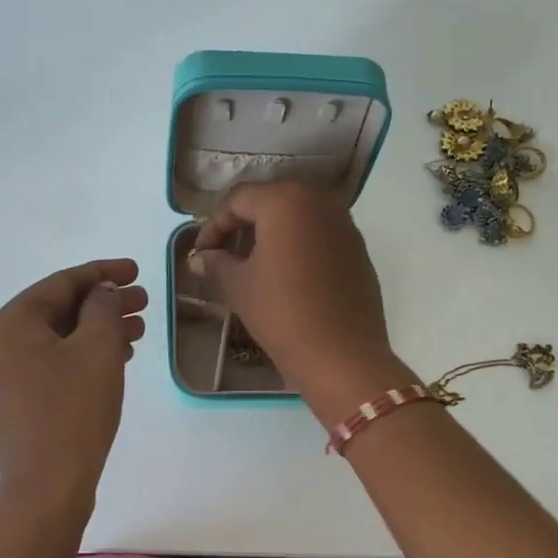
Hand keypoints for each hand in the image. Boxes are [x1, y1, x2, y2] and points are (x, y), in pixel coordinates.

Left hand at [0, 258, 146, 513]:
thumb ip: (103, 308)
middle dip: (103, 302)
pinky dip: (85, 354)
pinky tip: (118, 357)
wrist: (47, 487)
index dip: (103, 272)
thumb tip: (102, 292)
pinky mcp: (18, 401)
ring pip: (59, 337)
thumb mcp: (97, 349)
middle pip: (58, 309)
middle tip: (144, 301)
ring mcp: (6, 375)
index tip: (137, 271)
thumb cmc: (73, 410)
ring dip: (98, 329)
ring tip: (139, 329)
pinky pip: (54, 362)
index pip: (61, 282)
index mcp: (11, 323)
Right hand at [188, 182, 408, 409]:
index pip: (238, 200)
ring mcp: (344, 226)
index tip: (201, 255)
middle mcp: (319, 202)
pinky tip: (285, 279)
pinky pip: (318, 238)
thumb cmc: (282, 313)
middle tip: (223, 256)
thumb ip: (216, 264)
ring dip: (270, 237)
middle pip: (270, 203)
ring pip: (297, 220)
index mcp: (286, 201)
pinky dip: (297, 249)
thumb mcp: (239, 287)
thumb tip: (199, 258)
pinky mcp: (358, 251)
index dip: (213, 225)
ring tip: (251, 268)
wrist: (342, 357)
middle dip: (242, 227)